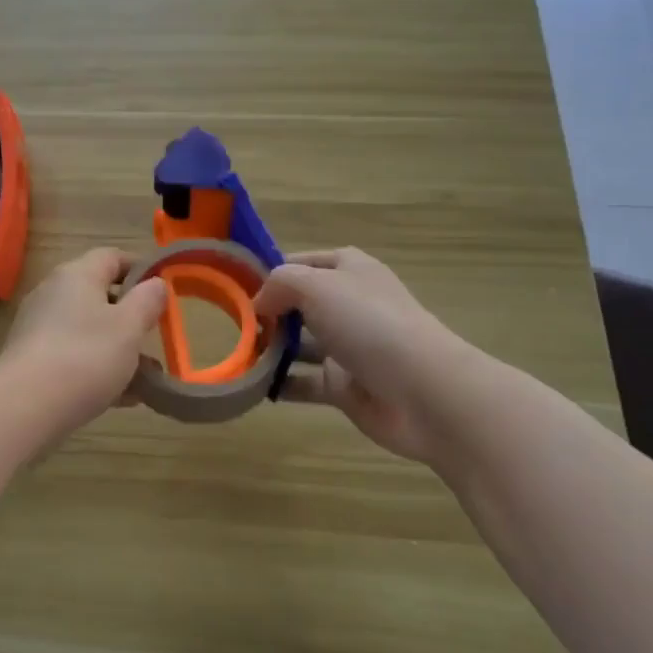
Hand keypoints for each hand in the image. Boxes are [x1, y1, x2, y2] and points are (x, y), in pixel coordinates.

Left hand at [0, 248, 168, 435]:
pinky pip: (74, 356)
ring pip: (89, 330)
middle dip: (131, 317)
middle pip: (99, 295)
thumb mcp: (129, 327)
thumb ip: (147, 301)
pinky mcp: (32, 360)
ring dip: (118, 349)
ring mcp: (39, 327)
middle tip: (155, 336)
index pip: (112, 256)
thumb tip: (156, 283)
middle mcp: (54, 293)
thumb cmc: (86, 357)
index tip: (163, 290)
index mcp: (77, 275)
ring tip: (147, 378)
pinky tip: (122, 398)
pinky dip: (98, 370)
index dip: (140, 268)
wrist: (25, 407)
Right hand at [256, 248, 472, 465]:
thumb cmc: (369, 323)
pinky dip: (280, 383)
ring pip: (300, 344)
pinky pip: (305, 382)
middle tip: (229, 322)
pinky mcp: (345, 386)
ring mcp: (348, 347)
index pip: (302, 261)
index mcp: (350, 270)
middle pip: (298, 303)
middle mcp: (349, 304)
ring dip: (269, 348)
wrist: (423, 391)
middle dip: (266, 311)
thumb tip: (260, 303)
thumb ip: (280, 284)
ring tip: (235, 354)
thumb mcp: (317, 286)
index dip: (271, 270)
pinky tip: (252, 385)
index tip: (235, 284)